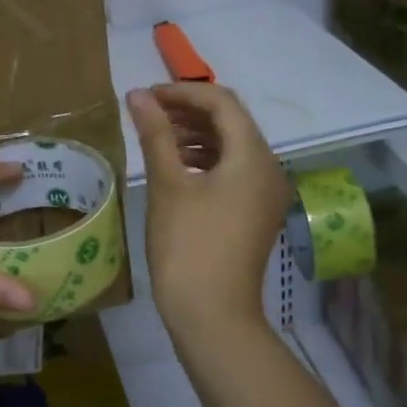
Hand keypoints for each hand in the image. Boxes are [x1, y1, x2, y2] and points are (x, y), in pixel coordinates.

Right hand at [127, 83, 290, 338]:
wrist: (211, 314)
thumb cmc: (187, 245)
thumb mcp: (167, 185)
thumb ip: (155, 134)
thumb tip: (138, 95)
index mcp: (253, 156)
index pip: (222, 103)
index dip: (183, 92)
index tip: (146, 96)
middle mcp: (269, 168)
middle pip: (231, 122)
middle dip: (188, 112)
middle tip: (147, 112)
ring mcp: (265, 193)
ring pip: (232, 147)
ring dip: (196, 135)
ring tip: (157, 136)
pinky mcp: (255, 213)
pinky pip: (233, 171)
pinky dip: (205, 160)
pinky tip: (176, 166)